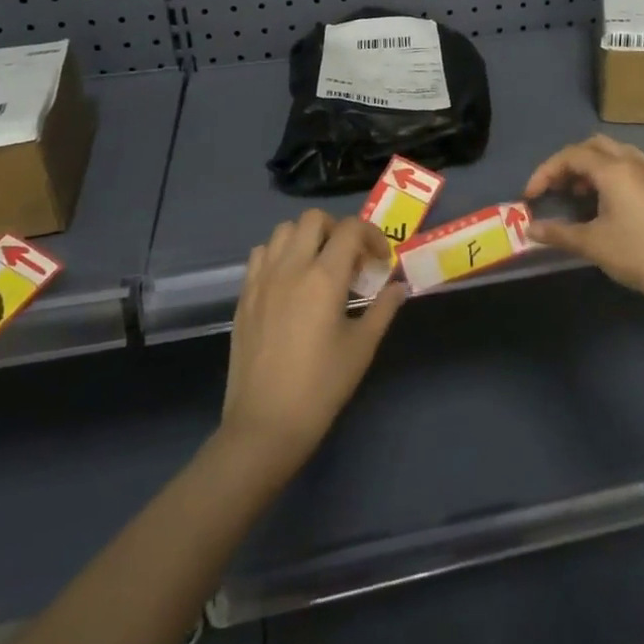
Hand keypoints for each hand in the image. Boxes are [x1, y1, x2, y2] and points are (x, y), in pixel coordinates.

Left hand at [220, 211, 404, 474]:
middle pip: (314, 219)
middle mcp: (290, 267)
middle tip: (351, 259)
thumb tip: (399, 286)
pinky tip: (290, 282)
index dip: (372, 235)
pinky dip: (279, 254)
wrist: (265, 424)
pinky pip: (261, 254)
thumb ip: (383, 309)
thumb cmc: (321, 387)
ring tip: (320, 266)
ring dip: (306, 238)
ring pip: (283, 230)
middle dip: (338, 229)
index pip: (350, 229)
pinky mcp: (244, 295)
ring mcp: (262, 279)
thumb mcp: (362, 347)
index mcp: (324, 277)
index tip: (380, 261)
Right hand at [523, 135, 643, 313]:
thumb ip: (558, 233)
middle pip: (595, 146)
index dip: (546, 172)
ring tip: (586, 193)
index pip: (571, 156)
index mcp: (614, 170)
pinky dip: (626, 172)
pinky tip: (625, 192)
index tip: (531, 196)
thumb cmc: (637, 255)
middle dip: (571, 163)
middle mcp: (636, 162)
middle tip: (558, 189)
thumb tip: (530, 229)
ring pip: (621, 153)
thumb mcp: (592, 244)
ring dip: (597, 165)